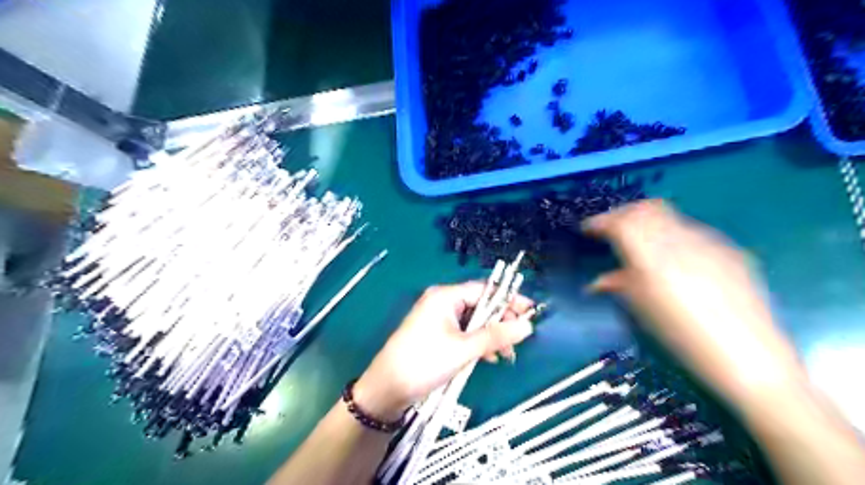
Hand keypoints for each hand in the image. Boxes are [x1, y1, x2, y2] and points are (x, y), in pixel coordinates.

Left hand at [352, 281, 534, 419]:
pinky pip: (464, 333)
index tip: (531, 312)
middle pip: (480, 305)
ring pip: (473, 321)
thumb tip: (527, 325)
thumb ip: (496, 336)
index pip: (484, 290)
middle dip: (500, 322)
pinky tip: (488, 358)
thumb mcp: (464, 349)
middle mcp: (442, 302)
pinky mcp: (436, 335)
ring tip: (506, 355)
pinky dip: (477, 343)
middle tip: (519, 339)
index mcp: (445, 296)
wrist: (387, 389)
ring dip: (491, 335)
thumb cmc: (425, 362)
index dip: (509, 300)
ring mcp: (438, 319)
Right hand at [585, 199, 799, 409]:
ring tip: (639, 241)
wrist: (749, 359)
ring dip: (647, 221)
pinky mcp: (729, 250)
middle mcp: (681, 240)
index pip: (621, 222)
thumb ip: (618, 285)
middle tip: (610, 229)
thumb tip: (599, 280)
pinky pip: (692, 231)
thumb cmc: (682, 339)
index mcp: (653, 257)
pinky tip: (673, 257)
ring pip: (669, 216)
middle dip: (623, 214)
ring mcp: (709, 242)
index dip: (601, 221)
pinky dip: (672, 234)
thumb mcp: (641, 311)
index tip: (588, 229)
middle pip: (646, 208)